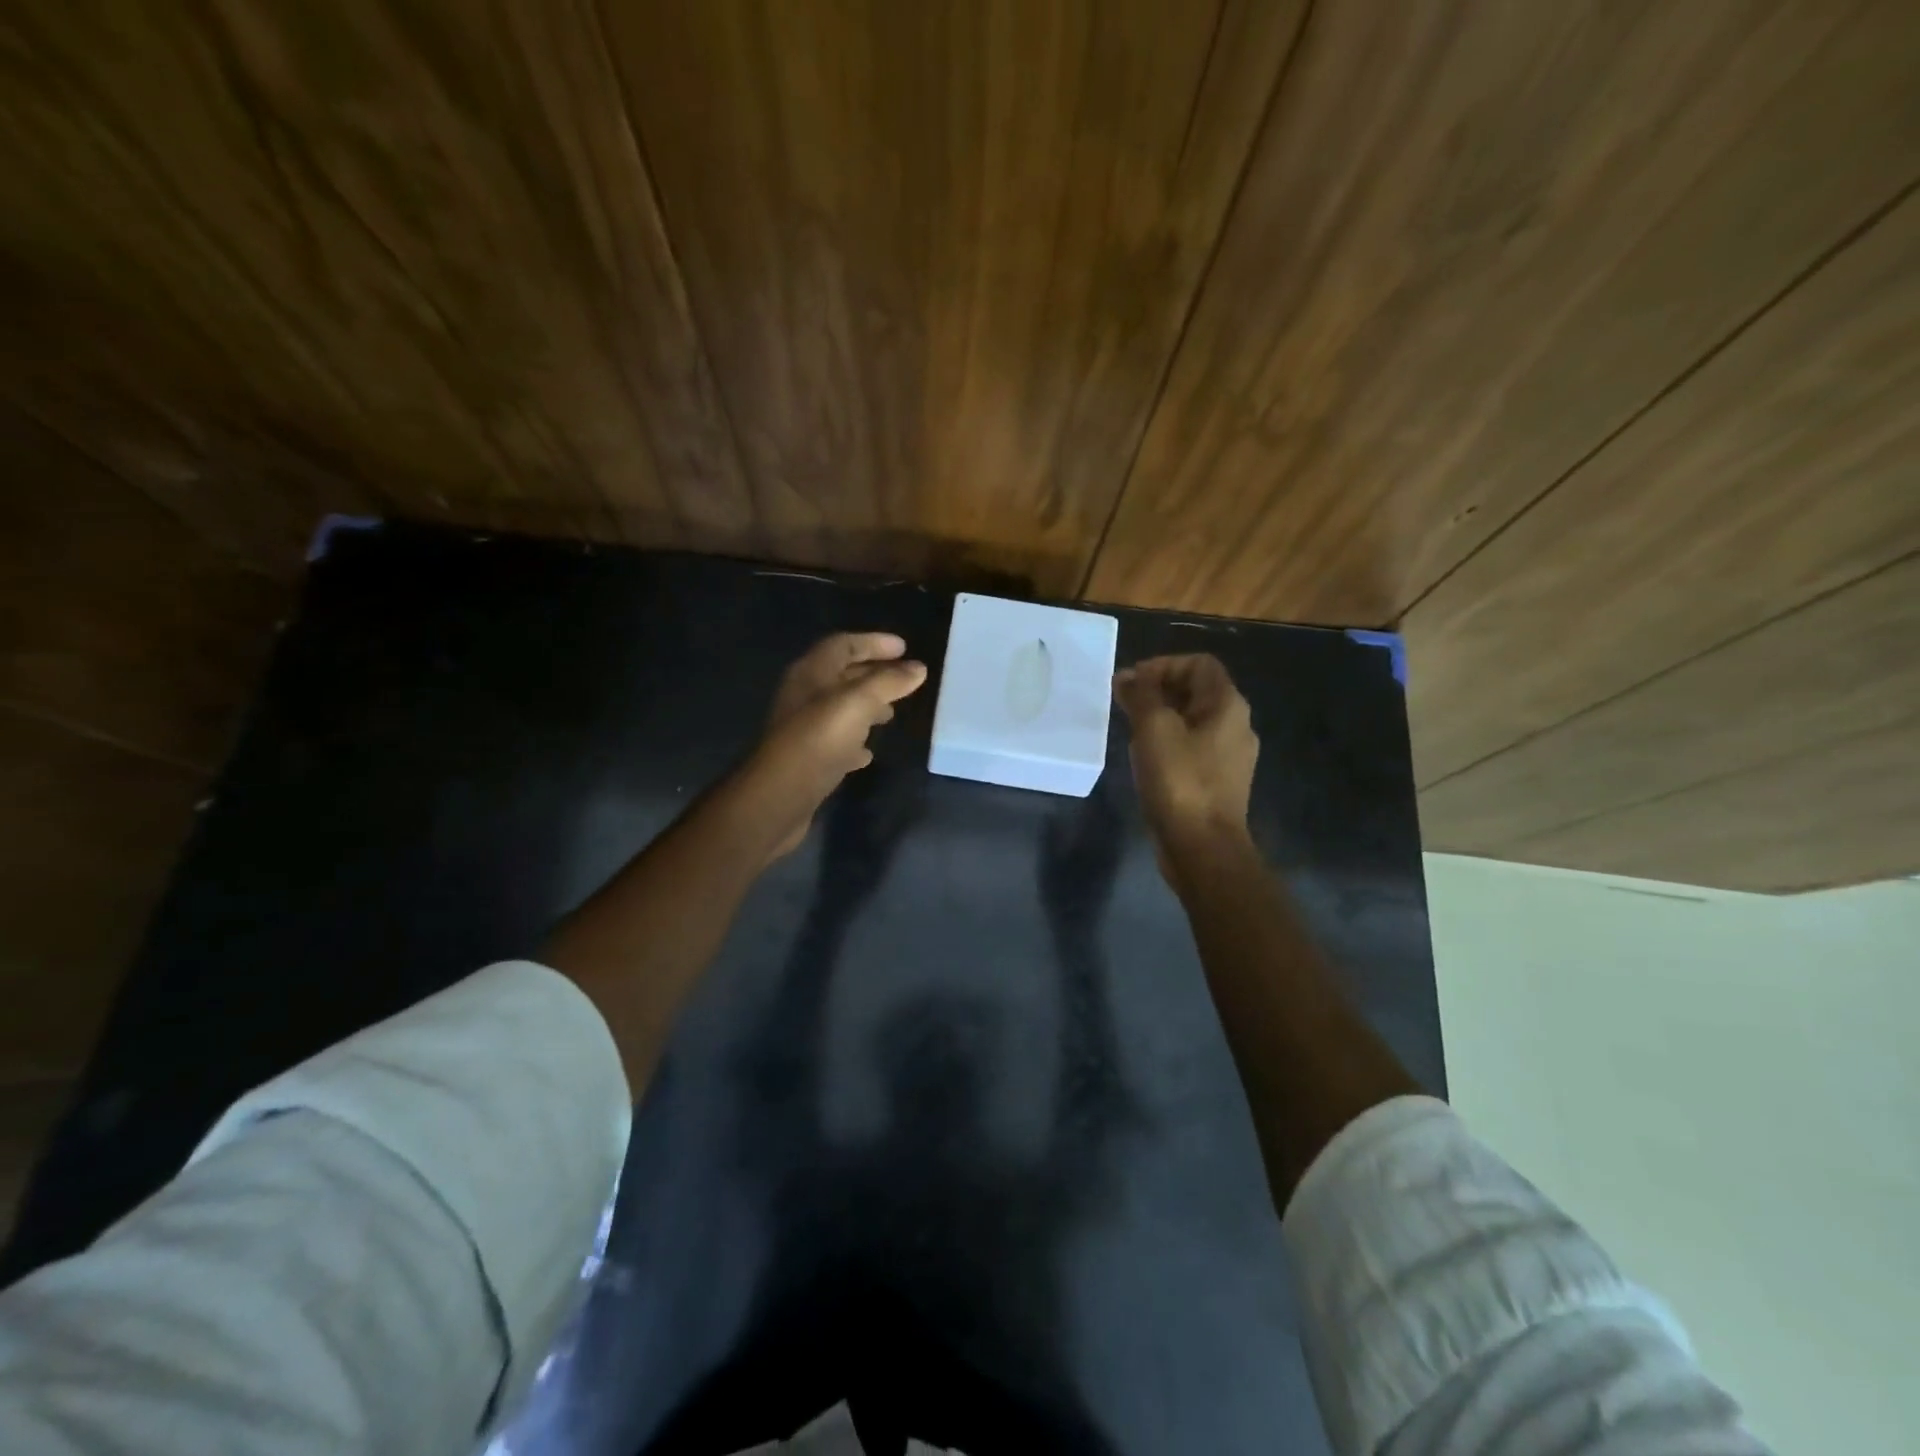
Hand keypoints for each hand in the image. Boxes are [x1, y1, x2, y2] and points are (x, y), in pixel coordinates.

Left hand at [736, 632, 927, 860]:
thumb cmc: (819, 740)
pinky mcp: (806, 758)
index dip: (874, 642)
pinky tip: (868, 752)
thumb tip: (918, 668)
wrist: (779, 796)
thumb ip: (889, 683)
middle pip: (842, 675)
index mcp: (811, 673)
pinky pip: (835, 740)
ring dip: (866, 707)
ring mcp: (803, 728)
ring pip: (839, 708)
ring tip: (891, 714)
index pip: (844, 644)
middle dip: (874, 674)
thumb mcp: (859, 704)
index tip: (905, 648)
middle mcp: (803, 695)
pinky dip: (855, 740)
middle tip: (904, 680)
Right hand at [1113, 654, 1257, 858]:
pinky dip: (1168, 741)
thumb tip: (1129, 677)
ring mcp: (1230, 756)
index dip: (1164, 665)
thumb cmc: (1179, 781)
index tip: (1132, 682)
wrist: (1202, 847)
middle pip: (1197, 690)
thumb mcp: (1154, 729)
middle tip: (1124, 702)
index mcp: (1228, 706)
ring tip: (1129, 727)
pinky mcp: (1218, 782)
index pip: (1199, 664)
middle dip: (1159, 689)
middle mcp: (1236, 726)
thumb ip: (1142, 695)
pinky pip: (1192, 747)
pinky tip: (1145, 757)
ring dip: (1161, 716)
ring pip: (1193, 720)